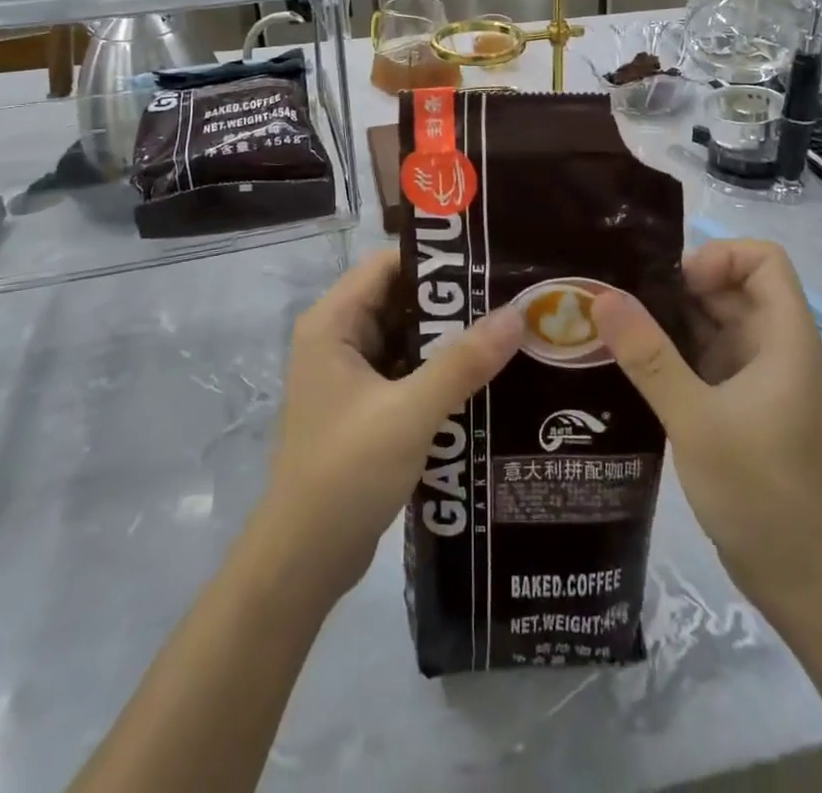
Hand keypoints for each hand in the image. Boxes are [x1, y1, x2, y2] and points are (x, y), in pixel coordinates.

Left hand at [256, 249, 521, 603]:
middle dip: (452, 302)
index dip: (436, 260)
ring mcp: (350, 376)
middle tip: (510, 298)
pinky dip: (439, 373)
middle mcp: (338, 339)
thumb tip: (517, 314)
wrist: (304, 560)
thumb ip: (463, 362)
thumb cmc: (347, 470)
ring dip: (449, 340)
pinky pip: (407, 373)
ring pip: (407, 340)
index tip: (489, 262)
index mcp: (333, 323)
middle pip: (400, 301)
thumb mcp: (410, 411)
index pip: (387, 265)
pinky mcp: (365, 408)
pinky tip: (485, 378)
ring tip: (508, 332)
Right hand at [591, 239, 821, 619]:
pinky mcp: (740, 402)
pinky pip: (705, 354)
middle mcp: (774, 348)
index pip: (764, 259)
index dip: (720, 257)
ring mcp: (758, 376)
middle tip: (624, 304)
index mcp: (784, 339)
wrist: (798, 579)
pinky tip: (631, 364)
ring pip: (714, 321)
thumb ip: (648, 355)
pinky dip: (672, 350)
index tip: (676, 287)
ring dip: (670, 319)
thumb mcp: (695, 418)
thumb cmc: (757, 491)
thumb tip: (603, 296)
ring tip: (616, 329)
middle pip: (732, 286)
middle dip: (680, 286)